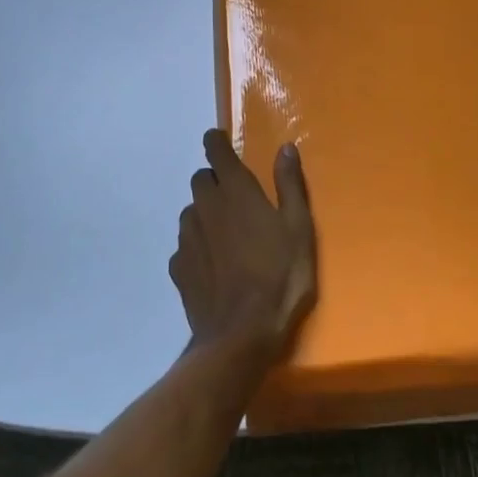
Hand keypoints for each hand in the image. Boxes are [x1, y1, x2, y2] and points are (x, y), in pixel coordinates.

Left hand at [170, 130, 316, 357]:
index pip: (215, 150)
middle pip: (200, 179)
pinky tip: (213, 265)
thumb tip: (285, 148)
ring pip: (191, 211)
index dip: (215, 142)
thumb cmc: (280, 276)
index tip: (219, 142)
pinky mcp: (179, 267)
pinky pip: (184, 245)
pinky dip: (196, 246)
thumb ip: (290, 184)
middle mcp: (205, 206)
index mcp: (235, 190)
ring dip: (204, 213)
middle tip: (236, 198)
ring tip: (226, 235)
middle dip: (214, 180)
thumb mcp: (298, 227)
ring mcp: (187, 237)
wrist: (241, 334)